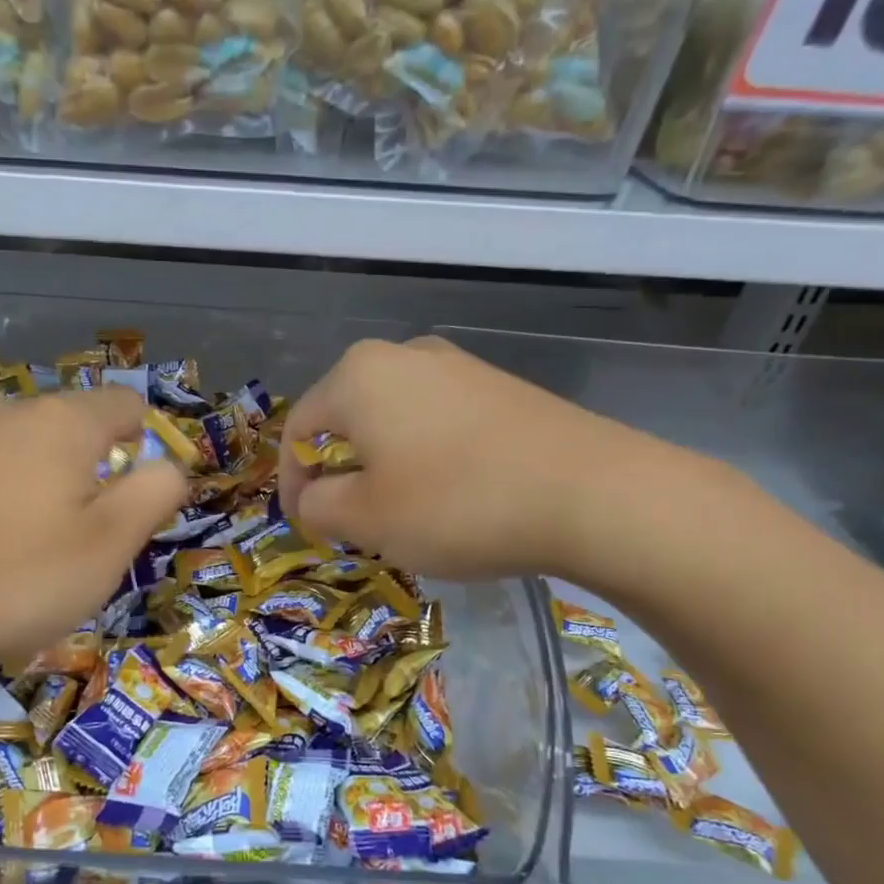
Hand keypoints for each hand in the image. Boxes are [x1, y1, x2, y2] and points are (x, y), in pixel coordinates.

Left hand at [0, 388, 186, 675]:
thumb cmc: (24, 576)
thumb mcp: (112, 540)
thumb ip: (156, 491)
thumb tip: (170, 466)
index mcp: (66, 419)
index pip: (129, 405)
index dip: (148, 449)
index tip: (136, 507)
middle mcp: (20, 414)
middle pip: (88, 427)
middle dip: (106, 473)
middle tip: (98, 539)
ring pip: (49, 452)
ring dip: (68, 490)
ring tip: (54, 548)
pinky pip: (12, 470)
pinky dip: (28, 499)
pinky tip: (12, 547)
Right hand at [277, 336, 672, 581]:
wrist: (592, 493)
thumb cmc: (455, 504)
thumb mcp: (365, 519)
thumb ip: (317, 507)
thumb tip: (311, 498)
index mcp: (357, 375)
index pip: (299, 429)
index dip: (292, 482)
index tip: (305, 527)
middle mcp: (402, 355)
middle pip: (347, 420)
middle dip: (341, 474)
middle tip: (352, 523)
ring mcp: (457, 366)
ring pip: (393, 421)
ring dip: (383, 468)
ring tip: (401, 514)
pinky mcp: (498, 386)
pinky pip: (437, 422)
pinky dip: (425, 458)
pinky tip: (452, 496)